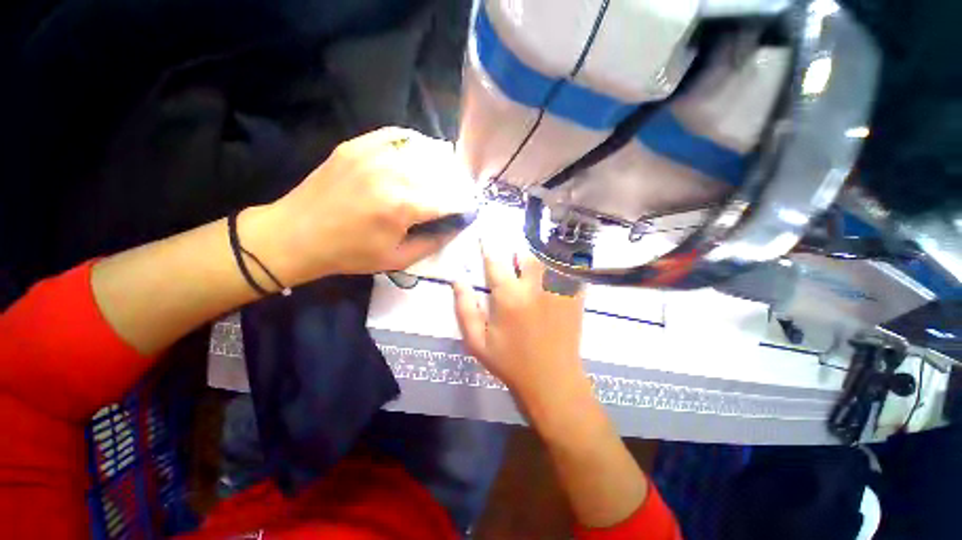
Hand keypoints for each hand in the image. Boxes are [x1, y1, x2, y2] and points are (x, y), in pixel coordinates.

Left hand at [243, 127, 475, 284]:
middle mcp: (392, 173)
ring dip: (441, 163)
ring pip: (423, 150)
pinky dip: (415, 143)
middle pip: (441, 172)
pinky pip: (397, 135)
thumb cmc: (350, 254)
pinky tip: (421, 153)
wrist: (296, 235)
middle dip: (456, 184)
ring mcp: (373, 153)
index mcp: (403, 206)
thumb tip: (456, 227)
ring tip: (445, 174)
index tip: (470, 210)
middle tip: (458, 195)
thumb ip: (433, 242)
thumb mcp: (398, 260)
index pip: (449, 200)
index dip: (465, 205)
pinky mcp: (358, 145)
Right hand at [452, 248, 587, 405]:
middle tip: (514, 260)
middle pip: (526, 252)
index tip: (485, 237)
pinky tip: (558, 271)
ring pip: (549, 256)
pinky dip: (562, 264)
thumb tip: (457, 279)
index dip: (488, 245)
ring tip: (534, 265)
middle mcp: (535, 286)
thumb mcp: (477, 341)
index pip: (495, 260)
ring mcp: (558, 289)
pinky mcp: (575, 295)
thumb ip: (464, 308)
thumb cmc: (510, 361)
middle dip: (517, 252)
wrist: (552, 380)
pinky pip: (570, 268)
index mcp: (509, 296)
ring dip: (539, 255)